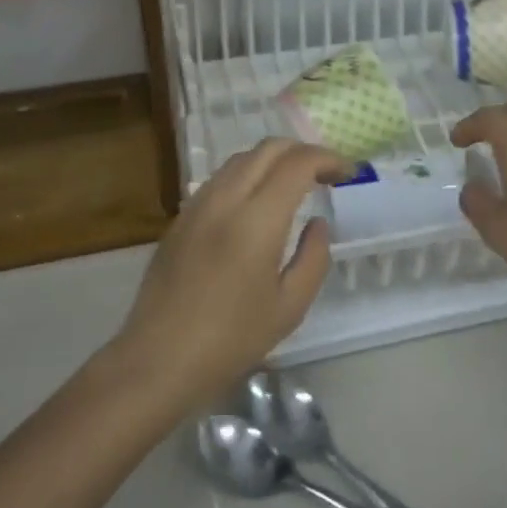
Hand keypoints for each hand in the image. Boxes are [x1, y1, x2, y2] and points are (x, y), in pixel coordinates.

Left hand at [113, 138, 348, 408]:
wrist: (158, 360)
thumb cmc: (231, 340)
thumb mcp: (289, 307)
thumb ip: (313, 257)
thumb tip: (318, 223)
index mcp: (256, 219)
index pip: (297, 163)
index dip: (328, 159)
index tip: (348, 174)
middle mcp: (225, 198)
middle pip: (268, 148)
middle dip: (303, 151)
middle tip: (326, 174)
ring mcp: (198, 204)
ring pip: (241, 158)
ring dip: (274, 160)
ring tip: (295, 184)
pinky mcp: (181, 217)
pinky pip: (221, 178)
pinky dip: (249, 174)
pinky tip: (257, 202)